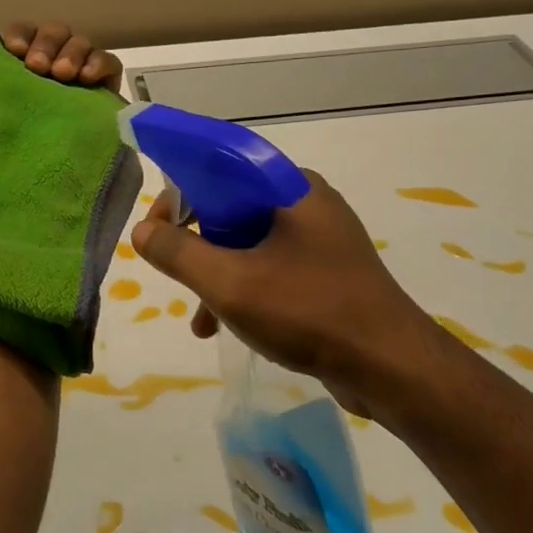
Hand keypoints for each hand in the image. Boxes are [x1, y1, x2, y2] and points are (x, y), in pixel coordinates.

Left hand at [0, 19, 126, 89]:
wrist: (24, 187)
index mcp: (17, 66)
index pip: (22, 34)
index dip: (19, 35)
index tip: (11, 52)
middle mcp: (48, 68)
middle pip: (54, 33)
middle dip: (46, 42)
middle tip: (38, 67)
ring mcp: (77, 80)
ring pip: (81, 43)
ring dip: (72, 52)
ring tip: (62, 75)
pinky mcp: (102, 95)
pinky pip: (108, 65)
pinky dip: (99, 63)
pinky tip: (86, 79)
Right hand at [131, 173, 435, 417]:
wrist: (390, 366)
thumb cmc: (308, 311)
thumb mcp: (230, 283)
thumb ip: (178, 253)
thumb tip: (142, 230)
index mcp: (290, 188)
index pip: (222, 166)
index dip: (181, 190)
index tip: (156, 225)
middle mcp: (308, 205)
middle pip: (233, 208)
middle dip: (197, 243)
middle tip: (173, 270)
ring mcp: (322, 241)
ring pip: (250, 244)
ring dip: (218, 275)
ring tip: (200, 319)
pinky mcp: (327, 274)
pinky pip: (272, 269)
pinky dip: (244, 290)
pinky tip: (227, 328)